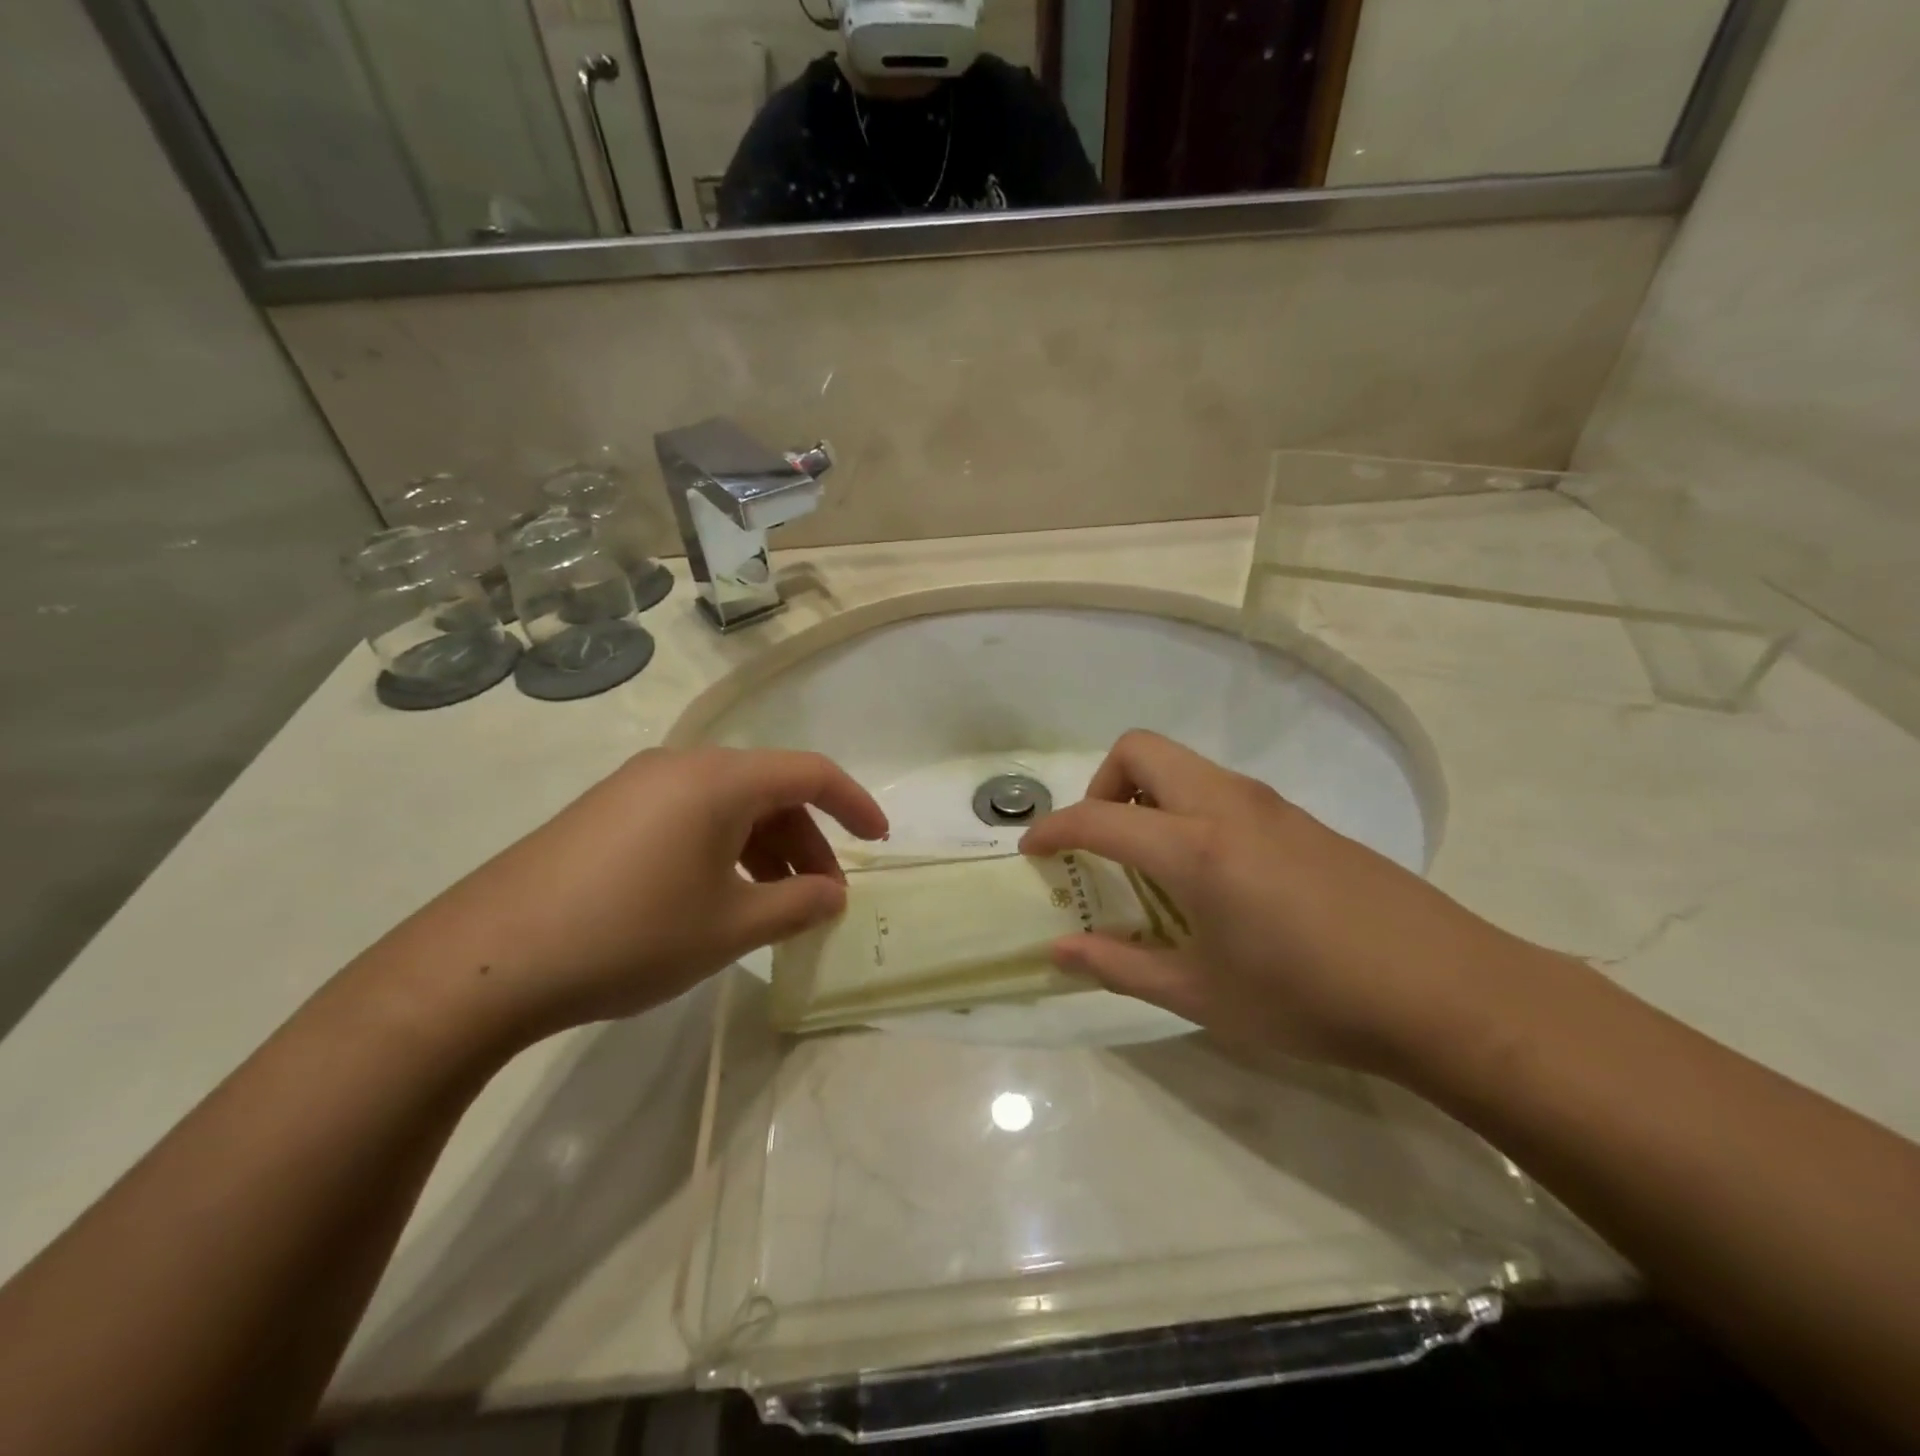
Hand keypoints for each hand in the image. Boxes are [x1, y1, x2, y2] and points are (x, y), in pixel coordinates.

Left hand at [372, 748, 887, 1042]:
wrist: (484, 961)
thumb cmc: (629, 934)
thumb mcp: (728, 927)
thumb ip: (795, 905)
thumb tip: (833, 894)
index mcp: (718, 779)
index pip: (810, 773)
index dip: (854, 804)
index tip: (880, 842)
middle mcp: (680, 767)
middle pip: (768, 791)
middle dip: (806, 842)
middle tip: (820, 898)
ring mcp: (636, 788)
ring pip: (727, 807)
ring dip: (764, 850)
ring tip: (772, 906)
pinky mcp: (605, 814)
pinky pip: (687, 819)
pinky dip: (721, 851)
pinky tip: (714, 899)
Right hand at [1020, 731, 1535, 1072]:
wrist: (1445, 991)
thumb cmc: (1310, 999)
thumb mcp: (1202, 995)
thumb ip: (1120, 966)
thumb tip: (1058, 952)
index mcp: (1194, 847)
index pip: (1097, 818)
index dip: (1052, 830)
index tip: (1031, 852)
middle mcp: (1225, 805)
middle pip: (1139, 750)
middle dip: (1102, 786)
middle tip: (1101, 845)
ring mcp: (1268, 804)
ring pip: (1182, 764)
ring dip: (1147, 795)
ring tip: (1152, 865)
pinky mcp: (1299, 816)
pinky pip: (1219, 788)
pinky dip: (1187, 808)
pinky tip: (1212, 875)